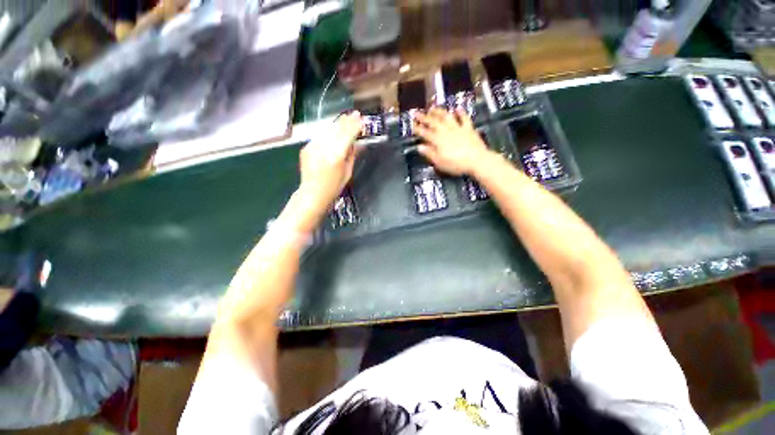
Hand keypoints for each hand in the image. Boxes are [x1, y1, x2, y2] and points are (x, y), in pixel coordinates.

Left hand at [299, 113, 362, 210]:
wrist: (312, 193)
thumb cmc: (333, 187)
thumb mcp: (347, 172)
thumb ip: (352, 155)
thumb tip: (358, 143)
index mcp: (336, 156)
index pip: (348, 135)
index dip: (355, 126)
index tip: (361, 119)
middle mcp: (324, 148)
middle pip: (337, 129)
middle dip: (347, 121)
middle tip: (355, 114)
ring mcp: (313, 146)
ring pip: (327, 130)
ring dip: (337, 123)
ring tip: (345, 118)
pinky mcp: (307, 147)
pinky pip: (320, 136)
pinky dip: (328, 131)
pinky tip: (333, 128)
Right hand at [414, 108, 491, 175]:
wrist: (476, 160)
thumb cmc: (456, 164)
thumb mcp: (439, 162)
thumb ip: (429, 153)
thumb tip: (419, 146)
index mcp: (438, 140)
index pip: (425, 133)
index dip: (418, 129)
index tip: (412, 125)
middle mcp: (446, 131)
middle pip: (433, 123)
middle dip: (424, 118)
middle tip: (417, 112)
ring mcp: (458, 128)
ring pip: (446, 117)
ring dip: (439, 112)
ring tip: (432, 108)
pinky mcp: (468, 128)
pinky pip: (464, 118)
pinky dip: (460, 113)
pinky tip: (457, 108)